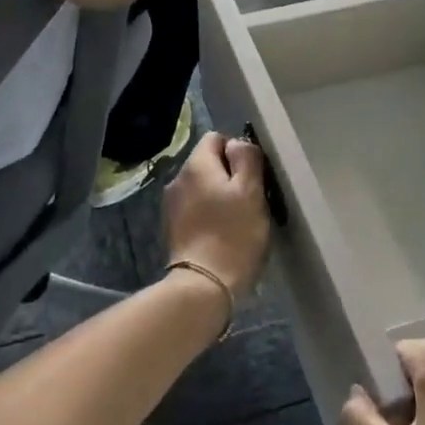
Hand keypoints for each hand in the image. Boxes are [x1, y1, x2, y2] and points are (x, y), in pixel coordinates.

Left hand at [162, 131, 270, 301]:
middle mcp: (177, 179)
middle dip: (229, 175)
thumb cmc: (233, 235)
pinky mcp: (172, 228)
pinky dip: (208, 213)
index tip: (253, 176)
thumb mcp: (251, 191)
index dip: (237, 152)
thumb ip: (246, 158)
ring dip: (218, 196)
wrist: (204, 286)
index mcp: (196, 165)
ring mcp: (171, 205)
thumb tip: (237, 142)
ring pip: (201, 187)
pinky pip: (194, 208)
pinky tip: (221, 233)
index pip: (216, 138)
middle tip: (250, 200)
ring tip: (237, 219)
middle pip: (207, 163)